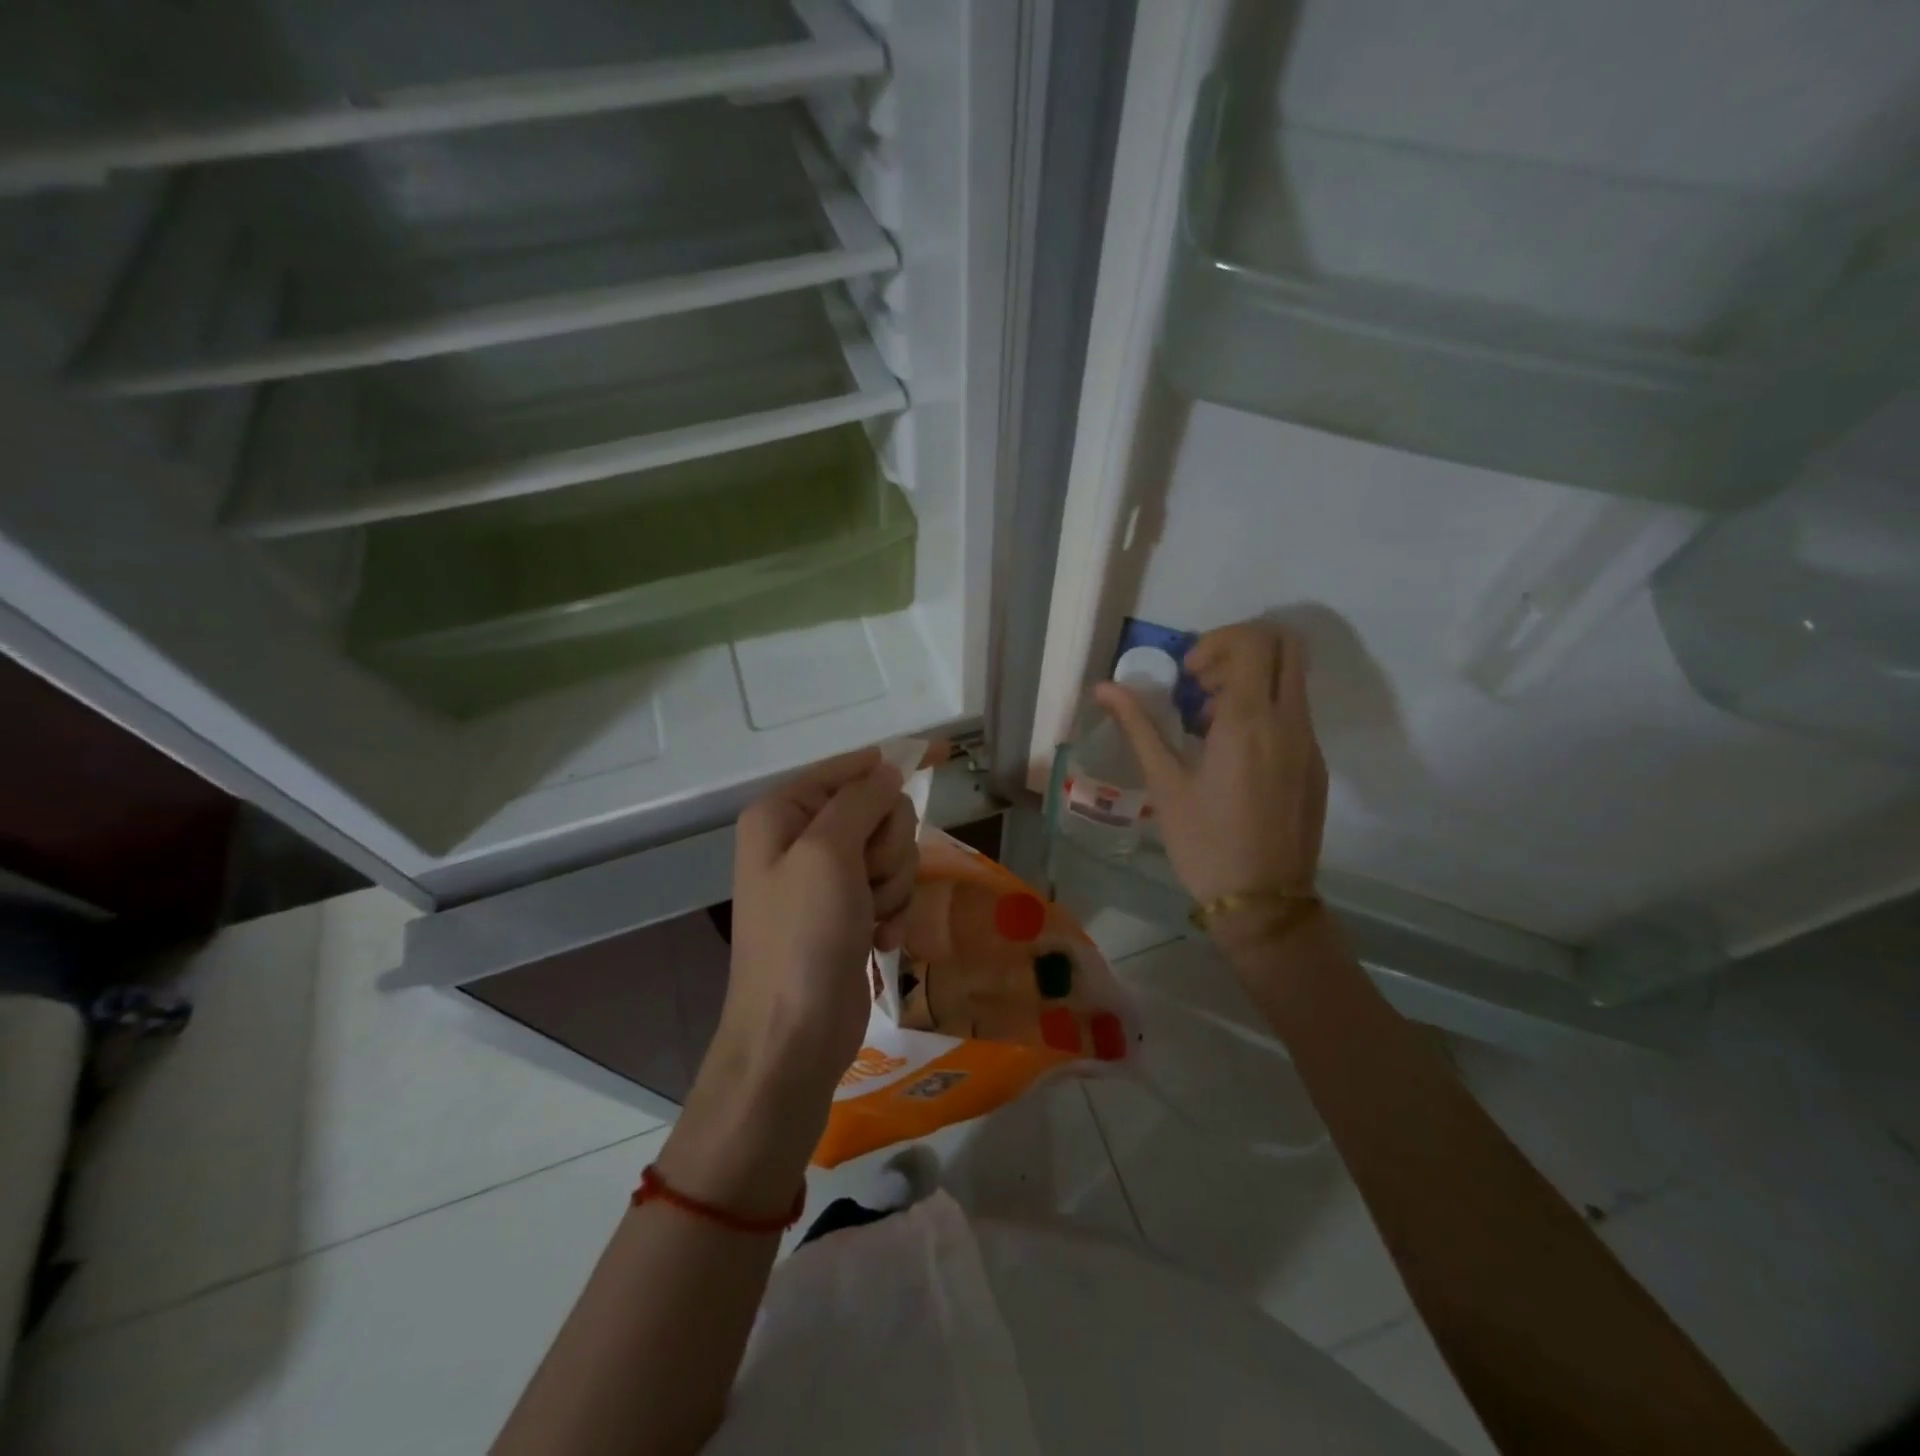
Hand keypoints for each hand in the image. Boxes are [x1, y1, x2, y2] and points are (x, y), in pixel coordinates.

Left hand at [722, 747, 915, 1094]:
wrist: (793, 1036)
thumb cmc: (803, 937)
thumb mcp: (828, 853)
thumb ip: (861, 800)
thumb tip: (888, 769)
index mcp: (783, 812)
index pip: (850, 767)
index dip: (892, 764)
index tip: (945, 755)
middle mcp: (802, 838)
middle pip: (879, 810)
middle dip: (888, 846)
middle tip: (867, 879)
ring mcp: (827, 878)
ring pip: (893, 851)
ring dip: (892, 884)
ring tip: (869, 917)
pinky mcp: (849, 912)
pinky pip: (892, 888)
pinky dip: (892, 911)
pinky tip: (878, 939)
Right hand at [1096, 622, 1326, 946]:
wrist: (1263, 901)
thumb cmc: (1204, 842)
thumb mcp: (1164, 783)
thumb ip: (1138, 725)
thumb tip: (1103, 687)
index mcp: (1249, 722)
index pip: (1252, 642)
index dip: (1216, 643)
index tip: (1188, 676)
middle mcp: (1289, 722)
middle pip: (1286, 644)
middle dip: (1242, 647)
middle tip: (1204, 682)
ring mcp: (1309, 743)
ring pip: (1293, 678)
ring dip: (1253, 678)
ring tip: (1210, 720)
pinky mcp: (1315, 764)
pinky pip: (1295, 712)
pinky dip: (1265, 707)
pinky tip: (1232, 751)